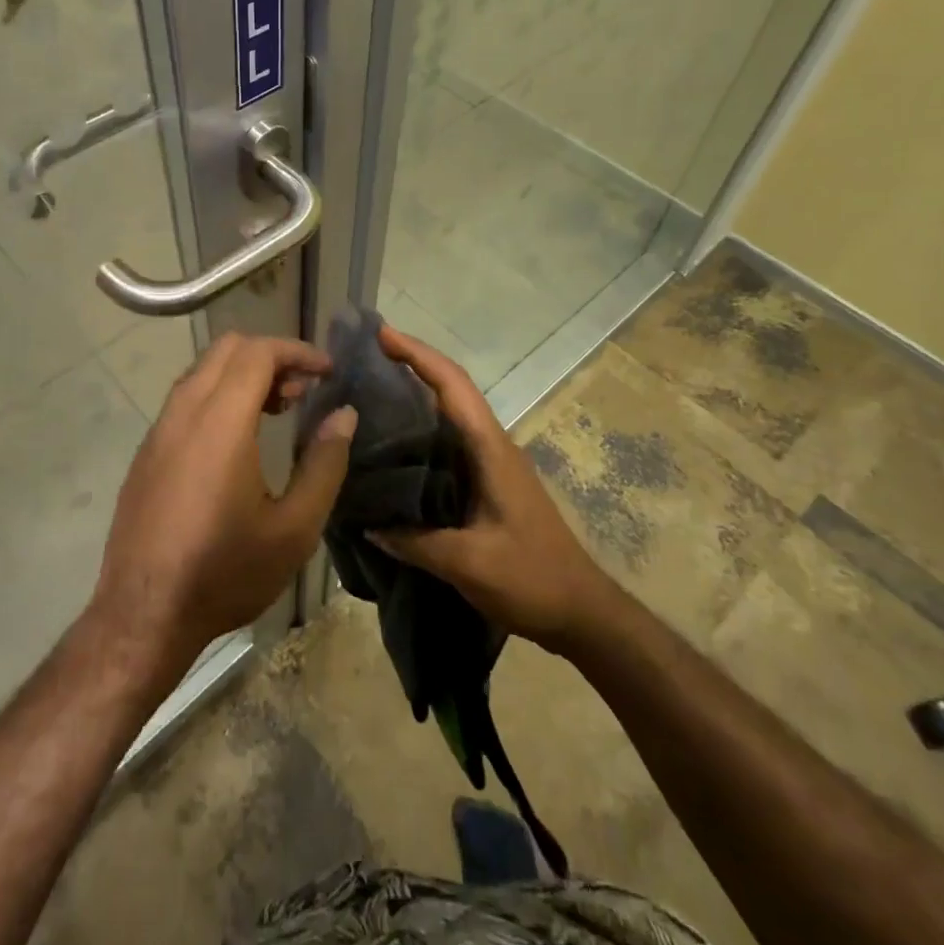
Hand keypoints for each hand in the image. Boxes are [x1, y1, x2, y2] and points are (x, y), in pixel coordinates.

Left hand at [88, 333, 356, 681]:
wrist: (143, 615)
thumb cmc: (225, 573)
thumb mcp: (294, 529)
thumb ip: (324, 464)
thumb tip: (343, 415)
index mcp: (220, 424)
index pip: (257, 353)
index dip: (297, 351)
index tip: (328, 371)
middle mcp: (183, 414)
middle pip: (226, 350)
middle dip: (271, 356)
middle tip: (303, 390)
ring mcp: (158, 431)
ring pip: (202, 371)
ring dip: (243, 374)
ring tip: (277, 409)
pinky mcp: (146, 452)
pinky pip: (185, 399)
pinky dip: (218, 394)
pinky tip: (238, 439)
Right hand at [370, 324, 603, 650]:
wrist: (581, 610)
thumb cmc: (532, 579)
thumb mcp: (468, 563)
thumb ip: (415, 542)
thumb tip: (368, 525)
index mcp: (490, 449)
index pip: (452, 385)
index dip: (417, 354)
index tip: (380, 334)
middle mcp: (491, 445)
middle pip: (449, 388)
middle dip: (410, 363)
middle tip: (362, 357)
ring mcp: (491, 463)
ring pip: (449, 412)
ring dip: (414, 392)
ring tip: (368, 389)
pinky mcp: (487, 482)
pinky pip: (448, 441)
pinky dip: (420, 427)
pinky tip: (391, 444)